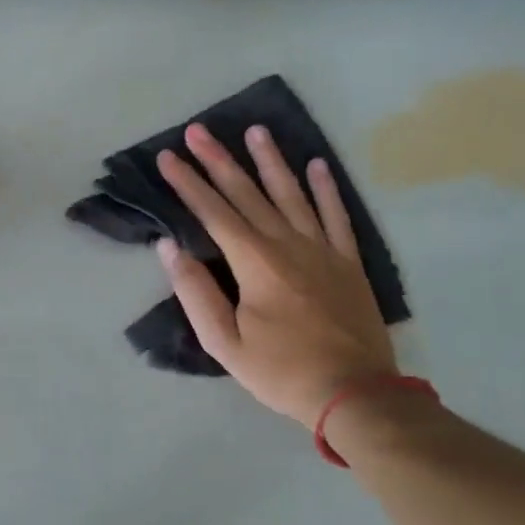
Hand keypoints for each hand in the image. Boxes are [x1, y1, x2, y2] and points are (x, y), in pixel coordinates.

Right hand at [155, 123, 396, 429]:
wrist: (355, 394)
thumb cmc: (281, 371)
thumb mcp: (225, 343)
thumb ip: (196, 292)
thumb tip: (168, 247)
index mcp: (255, 263)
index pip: (213, 212)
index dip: (188, 183)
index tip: (168, 157)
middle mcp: (287, 244)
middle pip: (248, 193)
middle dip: (219, 160)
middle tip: (199, 130)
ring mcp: (322, 249)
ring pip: (292, 194)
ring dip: (271, 161)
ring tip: (256, 130)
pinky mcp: (348, 262)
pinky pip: (336, 216)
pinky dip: (326, 189)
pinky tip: (317, 165)